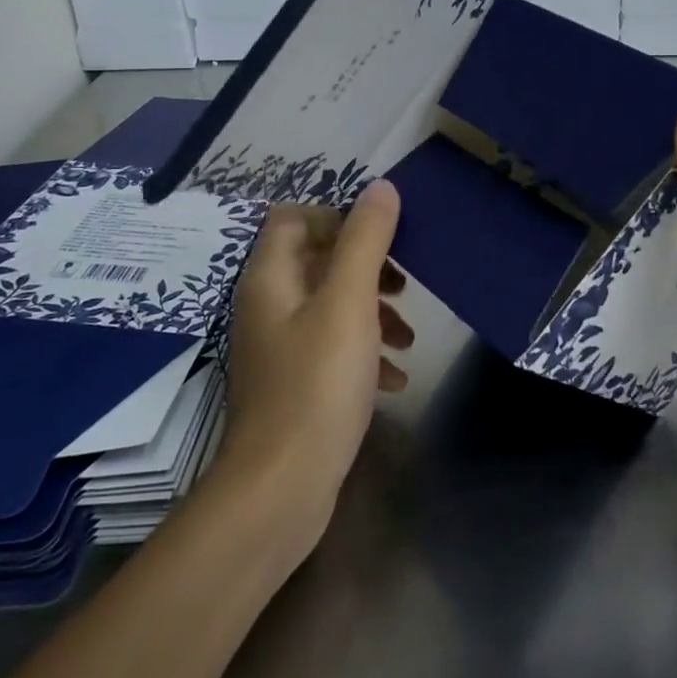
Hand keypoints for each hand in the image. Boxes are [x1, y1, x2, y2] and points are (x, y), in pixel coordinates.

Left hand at [215, 181, 410, 541]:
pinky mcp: (296, 385)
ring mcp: (280, 349)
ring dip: (373, 312)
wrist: (281, 489)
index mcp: (271, 279)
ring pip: (331, 307)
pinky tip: (395, 379)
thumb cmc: (316, 385)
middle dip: (366, 267)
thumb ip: (366, 241)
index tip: (381, 237)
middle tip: (403, 284)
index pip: (294, 219)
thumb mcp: (349, 303)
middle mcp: (268, 307)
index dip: (337, 217)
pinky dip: (365, 353)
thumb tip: (381, 188)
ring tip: (408, 336)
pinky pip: (334, 349)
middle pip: (318, 261)